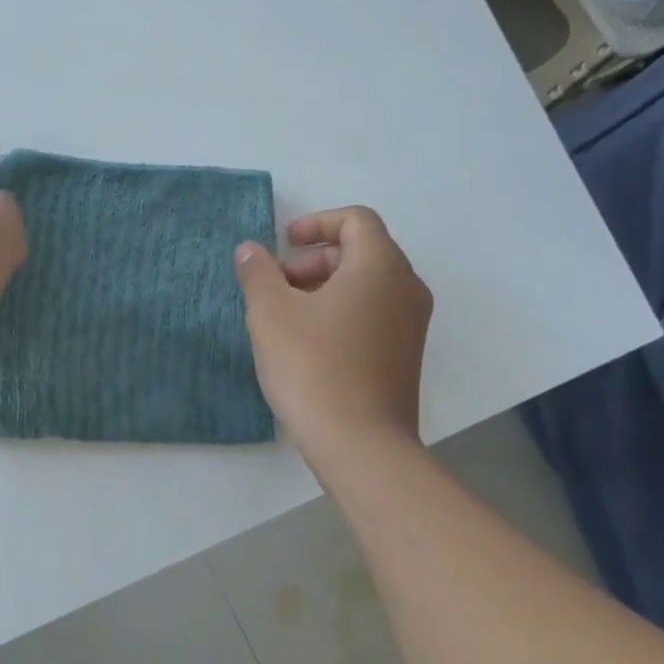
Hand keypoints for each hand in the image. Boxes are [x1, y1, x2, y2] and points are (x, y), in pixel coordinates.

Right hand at [234, 206, 432, 455]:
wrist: (360, 444)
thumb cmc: (312, 367)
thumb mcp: (271, 314)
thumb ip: (258, 273)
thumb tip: (251, 250)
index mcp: (380, 266)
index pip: (357, 220)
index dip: (317, 223)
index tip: (283, 244)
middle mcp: (406, 287)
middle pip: (361, 251)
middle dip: (314, 260)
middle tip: (276, 286)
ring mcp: (412, 324)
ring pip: (367, 286)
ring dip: (324, 287)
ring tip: (286, 318)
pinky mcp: (406, 355)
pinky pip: (374, 314)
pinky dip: (341, 312)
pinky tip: (308, 345)